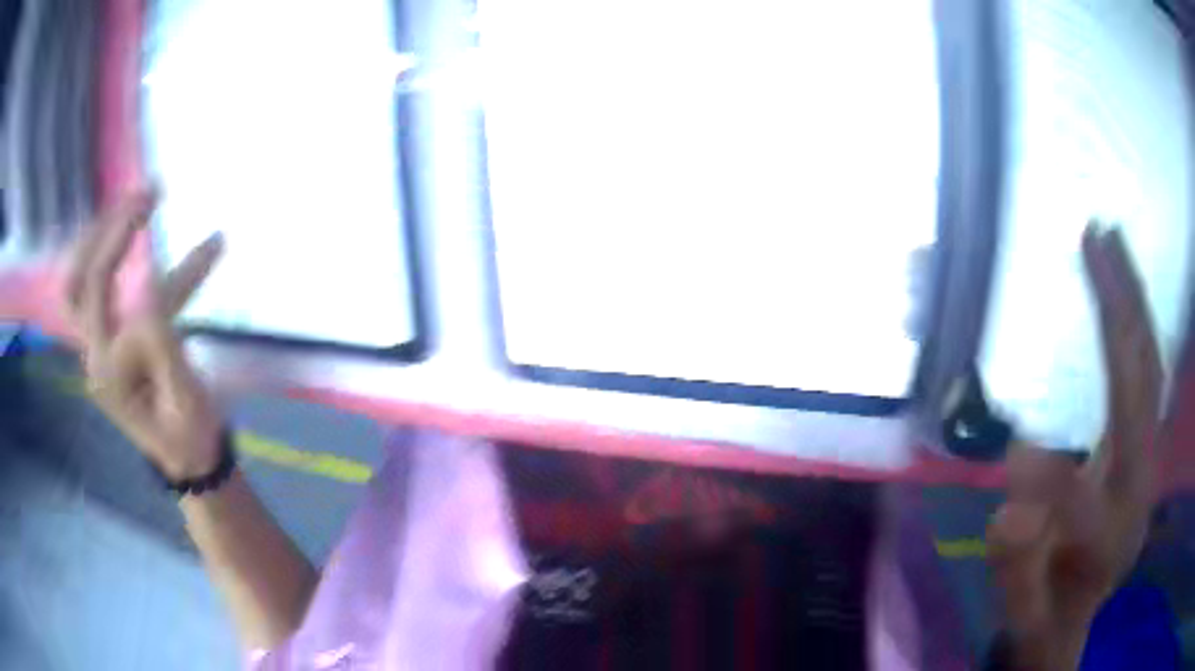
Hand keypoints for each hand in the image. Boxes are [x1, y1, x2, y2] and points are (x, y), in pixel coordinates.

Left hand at [64, 190, 225, 480]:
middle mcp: (93, 357)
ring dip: (104, 235)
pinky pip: (96, 290)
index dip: (172, 286)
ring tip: (142, 196)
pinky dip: (112, 253)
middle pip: (80, 287)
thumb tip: (149, 283)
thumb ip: (164, 345)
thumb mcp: (187, 401)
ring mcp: (96, 347)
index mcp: (110, 378)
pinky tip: (139, 226)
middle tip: (147, 196)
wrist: (186, 459)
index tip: (214, 246)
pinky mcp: (106, 340)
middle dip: (111, 234)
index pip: (132, 315)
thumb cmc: (191, 437)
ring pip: (79, 283)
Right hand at [986, 224, 1162, 669]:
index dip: (1048, 479)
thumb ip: (1016, 573)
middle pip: (1141, 395)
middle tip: (1096, 238)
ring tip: (1113, 240)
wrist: (1081, 613)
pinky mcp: (1146, 443)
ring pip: (1152, 370)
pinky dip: (1139, 324)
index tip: (1008, 452)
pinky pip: (1150, 373)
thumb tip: (1008, 508)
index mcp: (1109, 542)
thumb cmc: (1048, 617)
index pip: (1085, 501)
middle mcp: (1140, 487)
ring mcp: (1149, 459)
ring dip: (1134, 301)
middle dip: (1120, 315)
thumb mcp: (1022, 618)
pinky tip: (1127, 290)